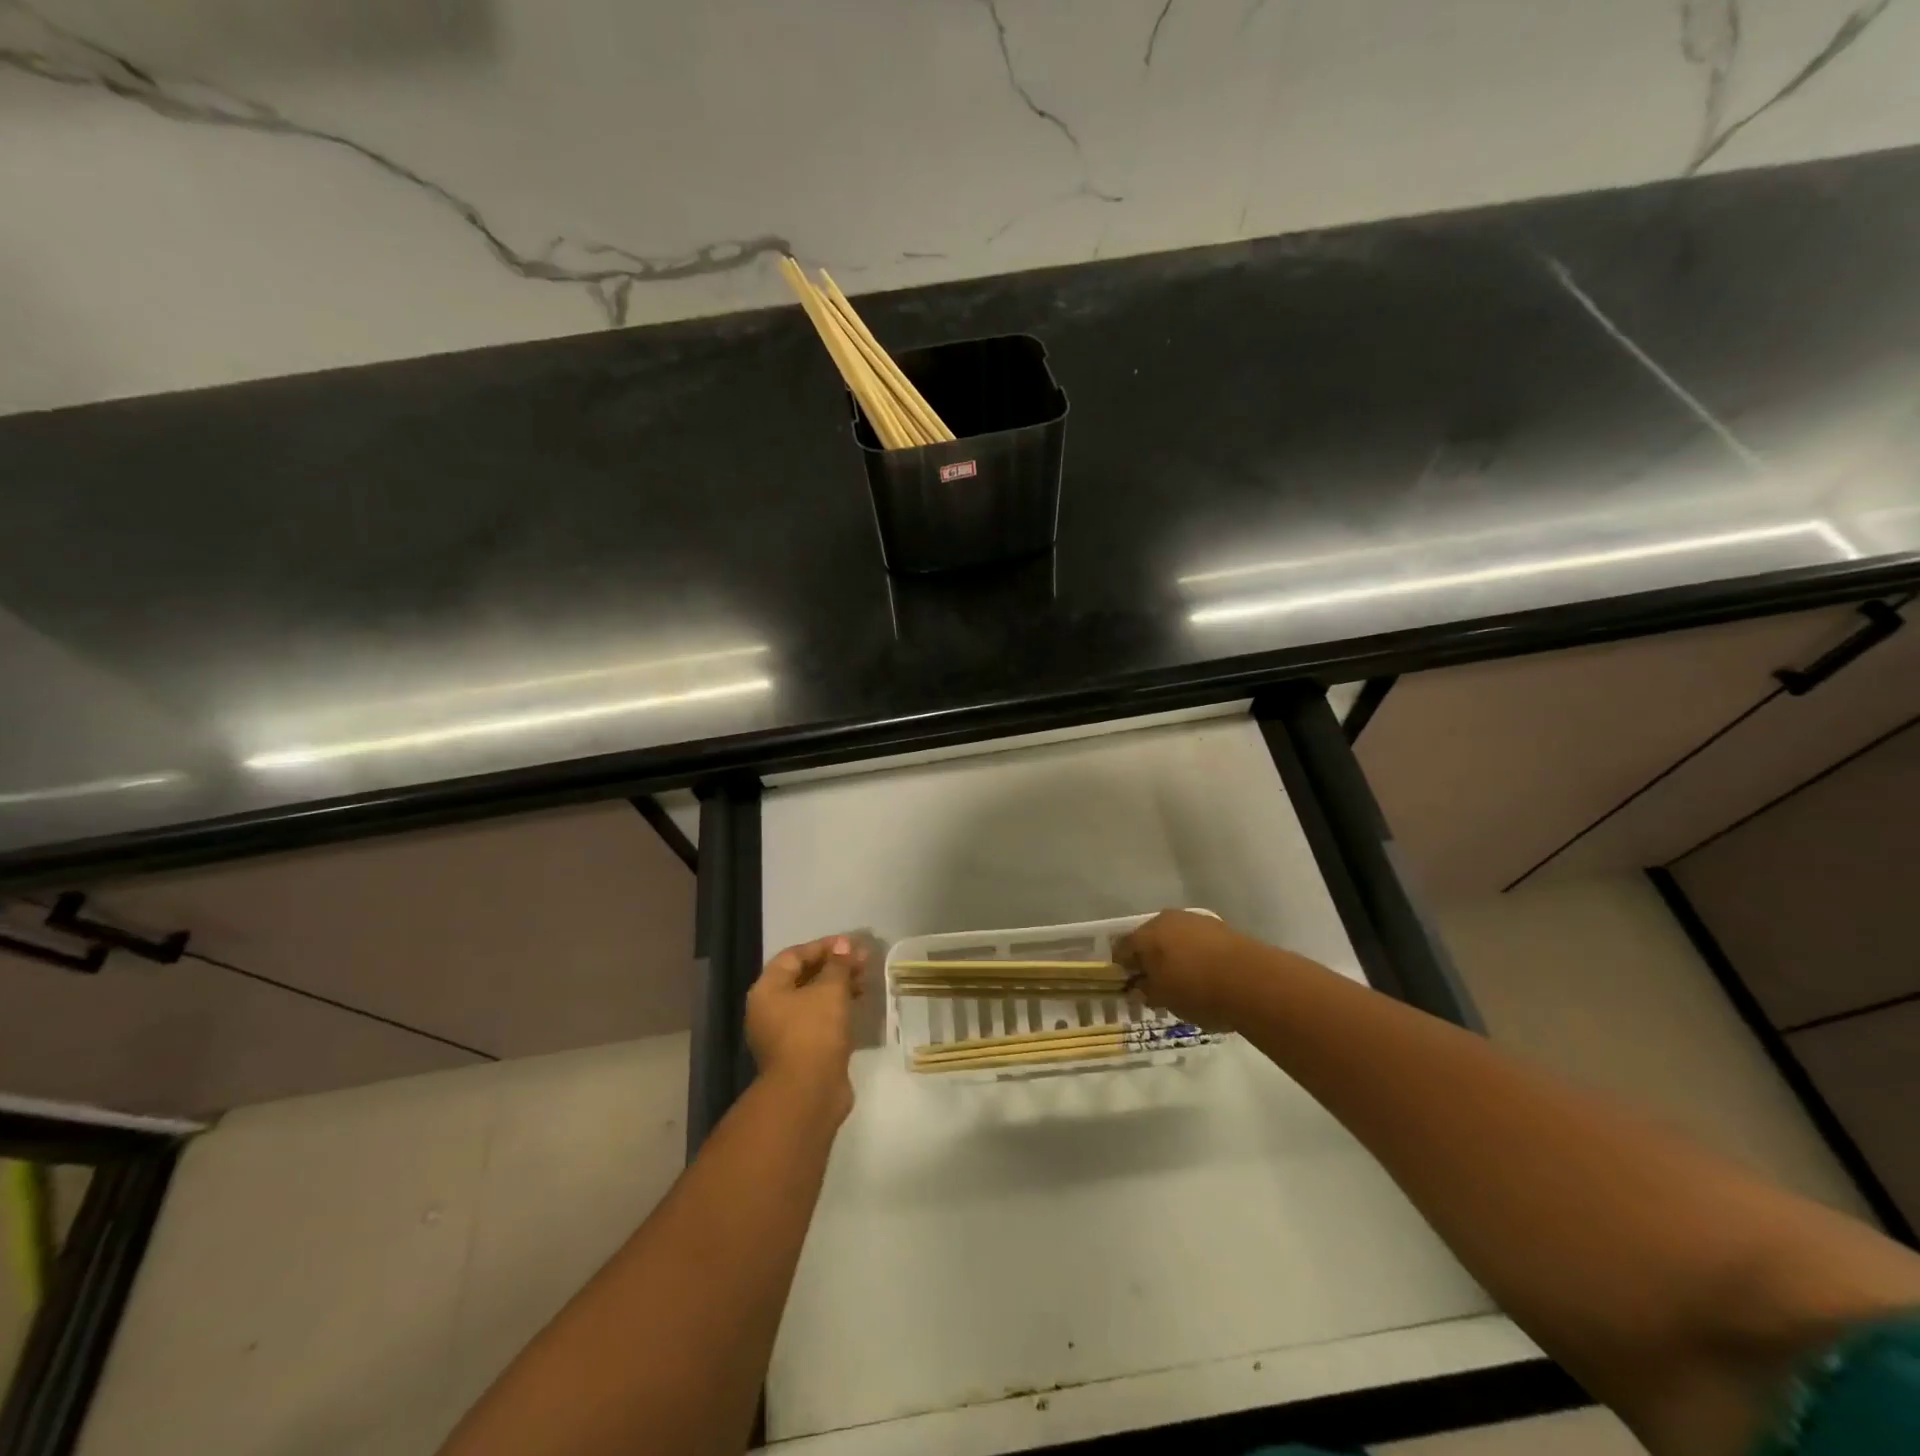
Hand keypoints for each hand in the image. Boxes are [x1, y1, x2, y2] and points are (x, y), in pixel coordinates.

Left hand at [745, 936, 866, 1118]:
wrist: (809, 1093)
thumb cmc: (814, 1032)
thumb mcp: (830, 990)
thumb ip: (838, 965)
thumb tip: (845, 944)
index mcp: (767, 990)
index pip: (793, 956)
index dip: (823, 947)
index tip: (850, 944)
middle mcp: (770, 1010)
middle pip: (803, 978)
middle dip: (834, 967)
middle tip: (863, 961)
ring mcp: (784, 1034)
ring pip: (813, 1001)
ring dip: (838, 988)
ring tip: (866, 981)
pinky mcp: (801, 1052)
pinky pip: (819, 1021)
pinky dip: (837, 1010)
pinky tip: (859, 1005)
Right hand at [1113, 910, 1263, 1032]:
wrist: (1251, 980)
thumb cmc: (1196, 990)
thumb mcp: (1164, 999)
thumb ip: (1147, 991)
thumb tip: (1139, 988)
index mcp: (1146, 935)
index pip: (1122, 949)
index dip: (1123, 968)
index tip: (1129, 987)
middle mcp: (1166, 919)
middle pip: (1149, 939)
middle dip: (1150, 960)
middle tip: (1156, 984)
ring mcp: (1195, 920)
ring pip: (1175, 937)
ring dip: (1174, 955)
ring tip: (1184, 981)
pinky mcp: (1220, 927)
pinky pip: (1198, 940)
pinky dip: (1196, 954)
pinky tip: (1205, 974)